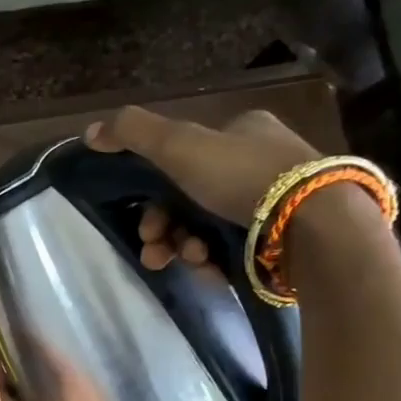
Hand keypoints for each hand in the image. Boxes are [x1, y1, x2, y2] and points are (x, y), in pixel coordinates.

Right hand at [84, 105, 318, 258]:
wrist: (310, 225)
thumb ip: (132, 133)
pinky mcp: (280, 241)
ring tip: (189, 260)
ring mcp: (273, 205)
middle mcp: (259, 163)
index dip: (154, 190)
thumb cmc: (242, 177)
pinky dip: (214, 261)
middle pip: (189, 200)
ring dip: (185, 247)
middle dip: (164, 228)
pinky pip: (232, 251)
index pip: (184, 158)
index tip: (143, 217)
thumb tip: (90, 132)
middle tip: (154, 248)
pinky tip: (211, 269)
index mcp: (241, 132)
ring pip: (207, 229)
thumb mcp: (179, 145)